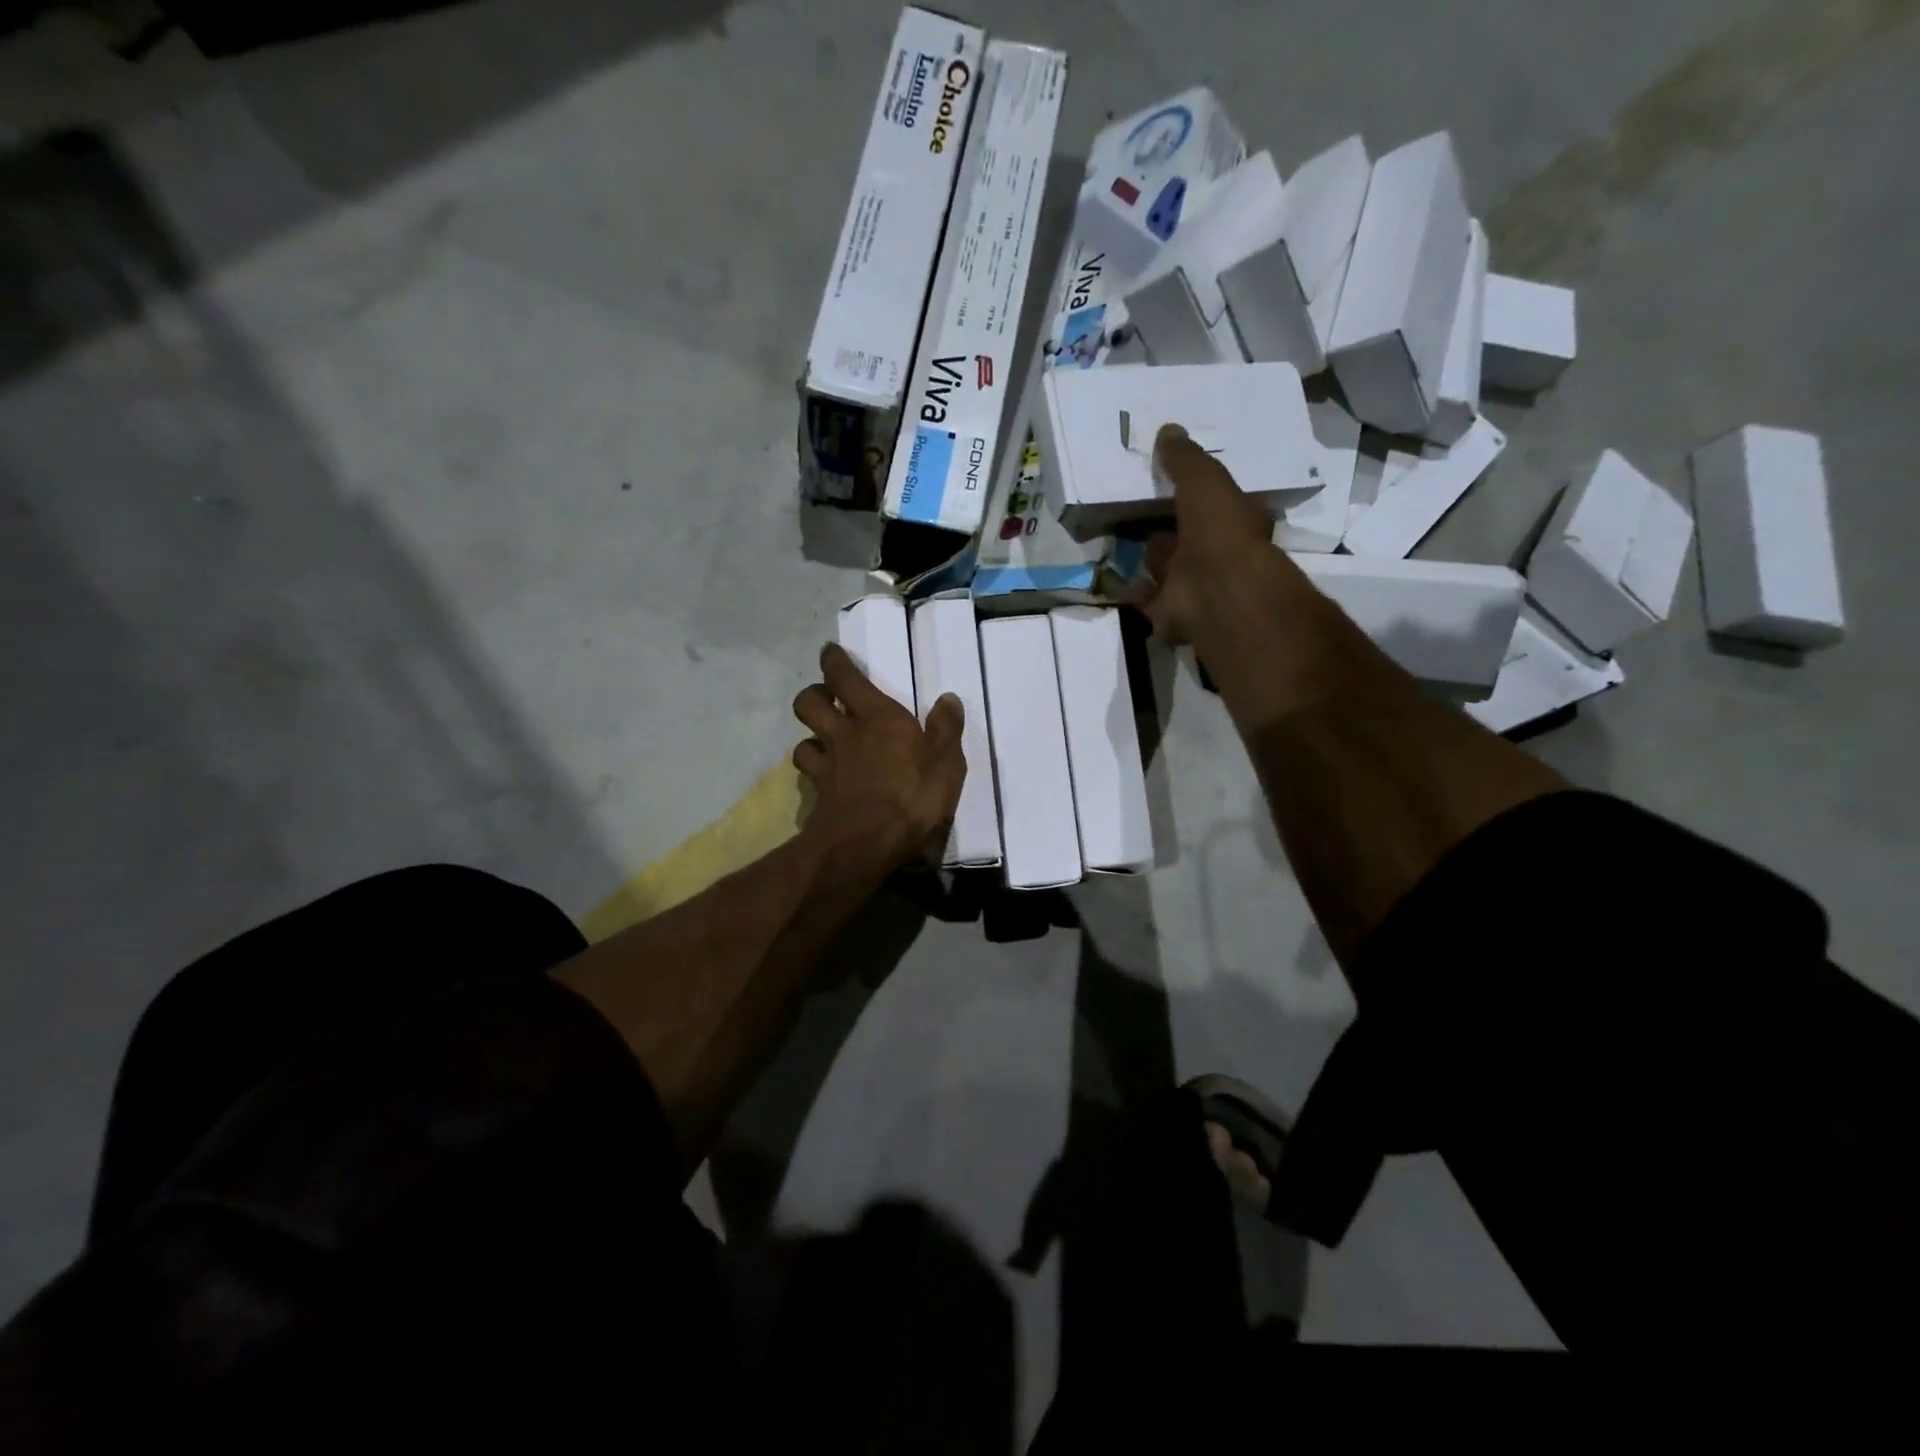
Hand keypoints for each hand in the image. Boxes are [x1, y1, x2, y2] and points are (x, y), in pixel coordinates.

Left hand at [791, 643, 966, 874]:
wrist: (867, 843)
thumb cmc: (912, 796)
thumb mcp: (946, 763)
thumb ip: (946, 729)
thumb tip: (948, 699)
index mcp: (877, 717)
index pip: (845, 678)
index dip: (834, 662)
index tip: (829, 652)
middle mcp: (844, 734)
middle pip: (809, 703)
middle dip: (813, 694)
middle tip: (825, 697)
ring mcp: (827, 765)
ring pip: (802, 740)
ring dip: (810, 736)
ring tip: (823, 741)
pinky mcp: (818, 795)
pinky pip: (808, 773)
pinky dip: (813, 770)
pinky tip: (824, 777)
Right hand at [1132, 424, 1305, 650]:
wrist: (1214, 593)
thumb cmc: (1220, 531)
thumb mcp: (1205, 481)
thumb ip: (1185, 459)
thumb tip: (1167, 430)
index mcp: (1233, 524)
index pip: (1211, 507)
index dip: (1191, 496)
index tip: (1166, 483)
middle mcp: (1216, 557)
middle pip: (1185, 541)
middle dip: (1165, 531)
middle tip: (1135, 512)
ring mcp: (1194, 589)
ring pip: (1166, 570)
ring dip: (1149, 560)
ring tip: (1118, 540)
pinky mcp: (1169, 614)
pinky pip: (1145, 598)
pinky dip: (1131, 589)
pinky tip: (1111, 574)